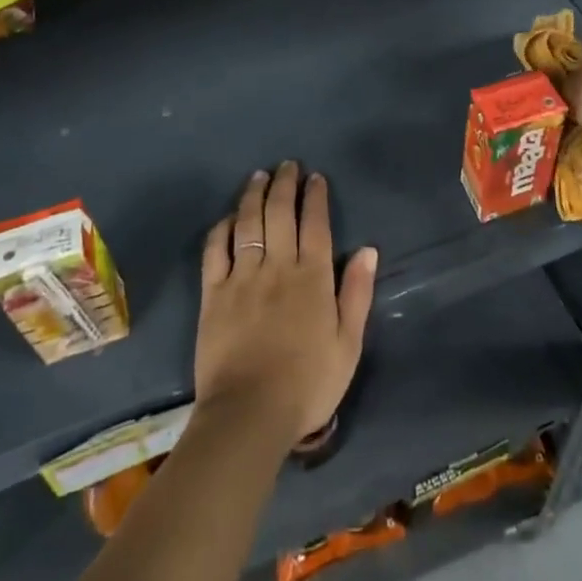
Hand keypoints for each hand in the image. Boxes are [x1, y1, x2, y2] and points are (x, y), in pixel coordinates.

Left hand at [196, 161, 376, 452]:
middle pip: (280, 213)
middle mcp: (278, 267)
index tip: (316, 177)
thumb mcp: (348, 344)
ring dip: (254, 195)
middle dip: (285, 184)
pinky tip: (227, 217)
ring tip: (259, 176)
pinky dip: (221, 228)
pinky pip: (215, 250)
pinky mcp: (213, 293)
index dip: (316, 196)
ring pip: (248, 223)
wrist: (250, 415)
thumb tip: (368, 249)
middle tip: (287, 165)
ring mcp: (242, 277)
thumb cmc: (308, 384)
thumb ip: (357, 294)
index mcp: (313, 277)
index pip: (316, 224)